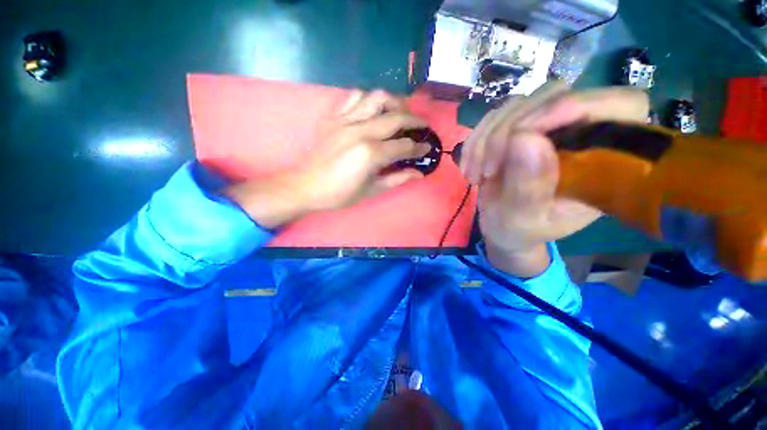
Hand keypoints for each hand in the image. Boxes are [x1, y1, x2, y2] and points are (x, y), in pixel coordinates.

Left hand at [225, 90, 429, 228]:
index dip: (419, 148)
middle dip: (415, 121)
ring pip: (377, 98)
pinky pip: (355, 97)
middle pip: (397, 117)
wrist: (307, 186)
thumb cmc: (340, 194)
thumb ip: (397, 179)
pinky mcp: (335, 117)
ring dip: (394, 102)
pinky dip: (369, 99)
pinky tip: (373, 110)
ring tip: (400, 113)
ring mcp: (346, 121)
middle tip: (422, 127)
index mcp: (371, 154)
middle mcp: (361, 131)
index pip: (404, 146)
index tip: (427, 148)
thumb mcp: (372, 190)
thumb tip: (419, 173)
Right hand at [459, 82, 648, 275]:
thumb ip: (529, 187)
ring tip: (475, 173)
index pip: (621, 105)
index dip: (576, 106)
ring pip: (519, 103)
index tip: (523, 135)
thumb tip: (525, 138)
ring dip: (487, 138)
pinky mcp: (519, 126)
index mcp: (605, 160)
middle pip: (555, 95)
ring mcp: (547, 125)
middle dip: (509, 131)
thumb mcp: (523, 219)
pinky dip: (476, 139)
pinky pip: (495, 115)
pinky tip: (469, 165)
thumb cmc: (519, 230)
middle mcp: (582, 132)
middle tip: (488, 169)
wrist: (501, 225)